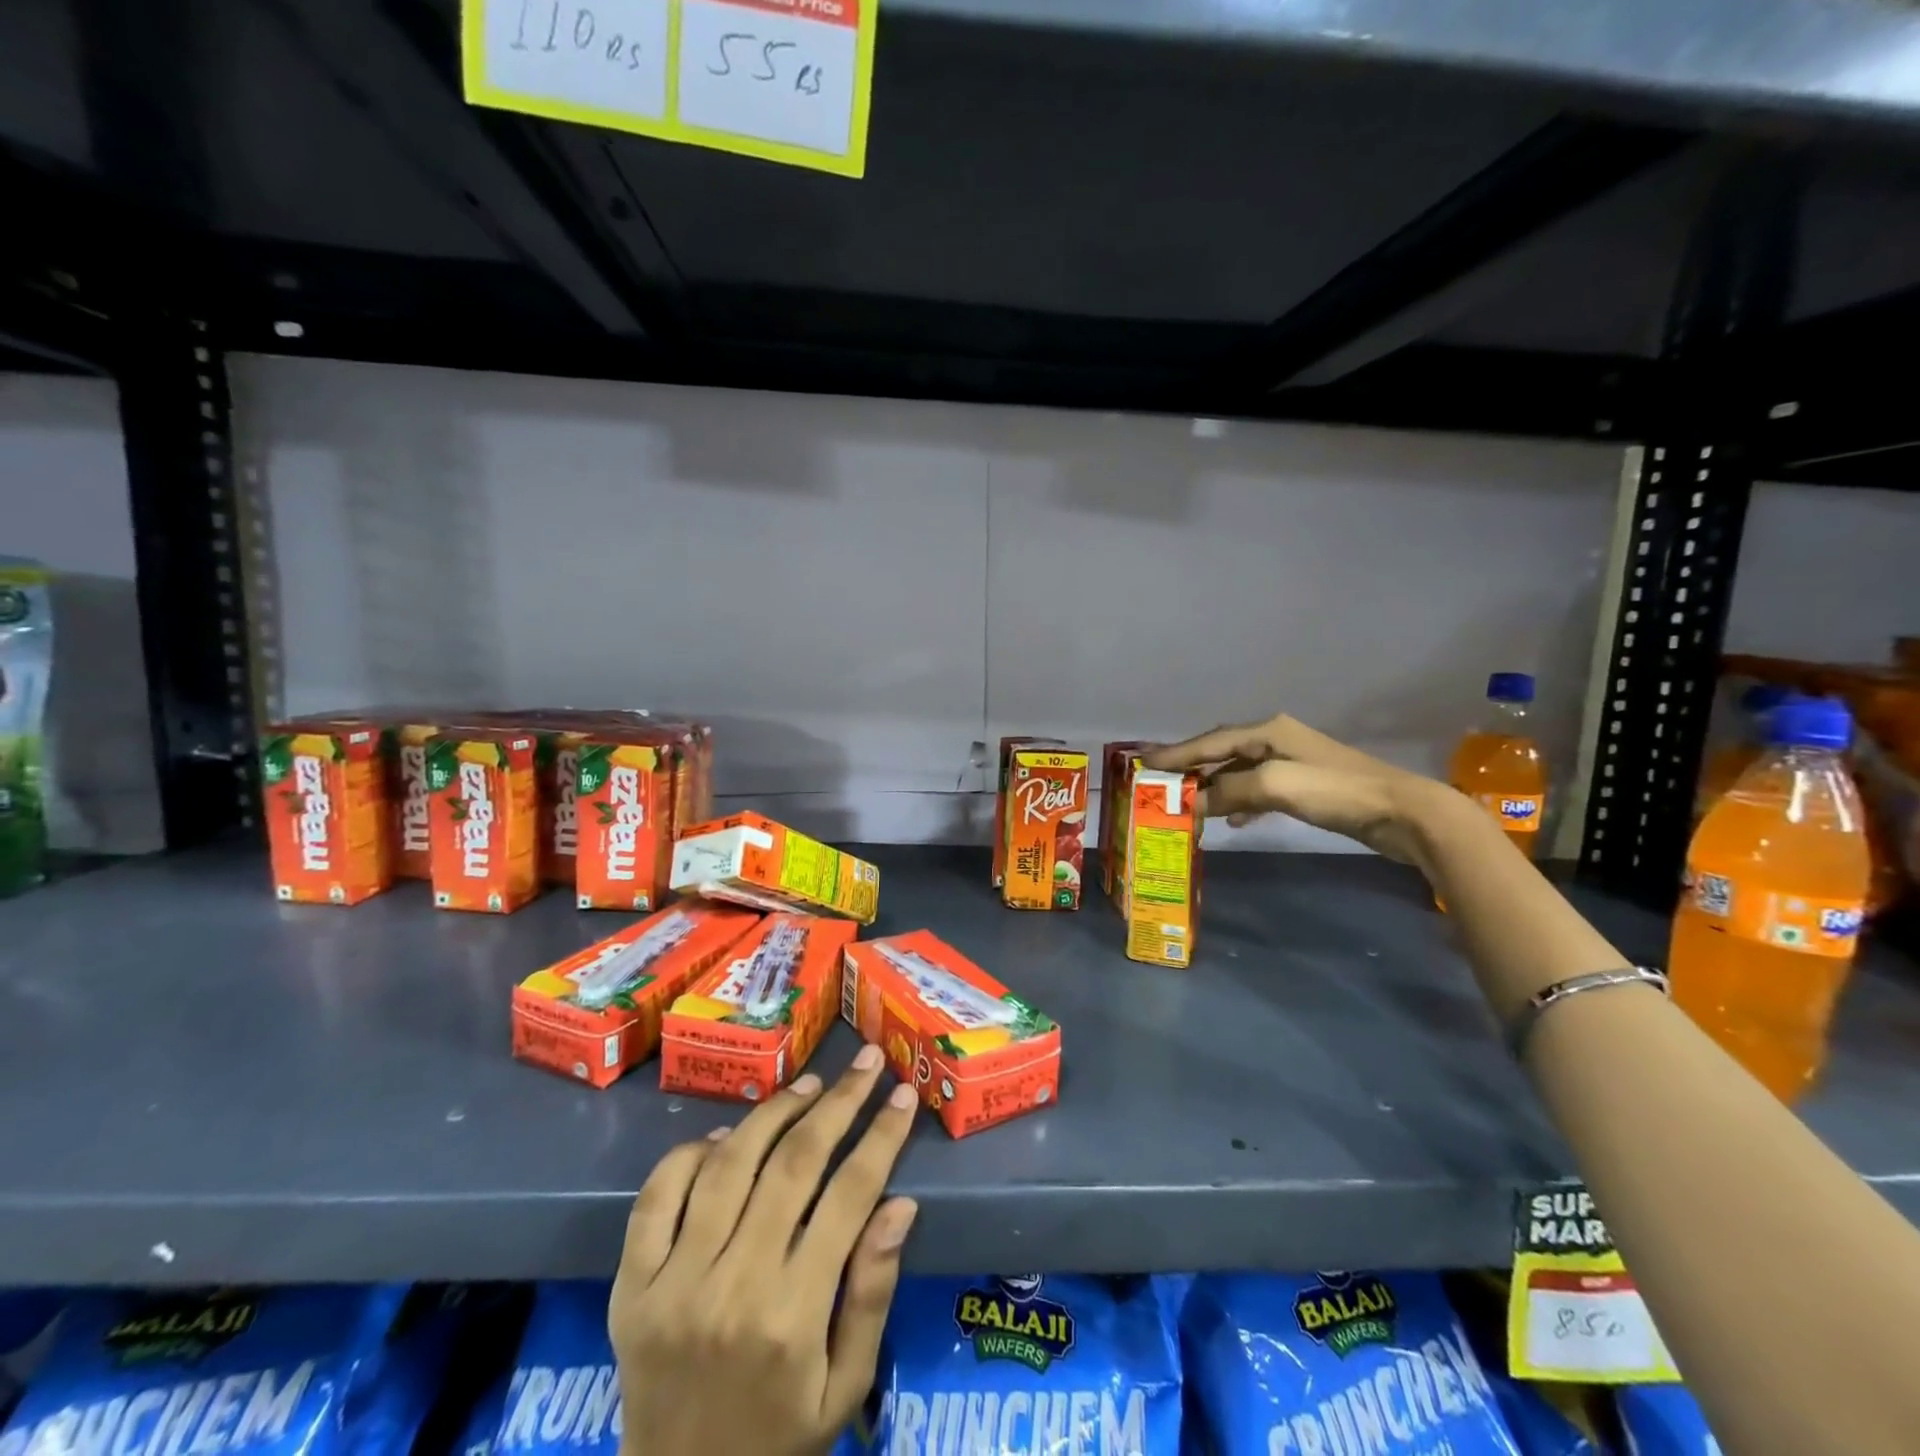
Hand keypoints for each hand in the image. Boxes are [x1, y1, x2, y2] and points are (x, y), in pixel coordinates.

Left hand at [610, 1046, 919, 1455]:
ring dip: (774, 1113)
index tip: (903, 1095)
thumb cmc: (779, 1439)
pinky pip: (659, 1194)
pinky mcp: (631, 1284)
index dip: (881, 1137)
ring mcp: (673, 1282)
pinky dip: (691, 1152)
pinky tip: (725, 1136)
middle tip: (866, 1064)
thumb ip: (873, 1292)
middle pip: (794, 1165)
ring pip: (730, 1164)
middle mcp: (733, 1287)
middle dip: (838, 1104)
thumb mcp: (845, 1386)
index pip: (849, 1197)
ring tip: (809, 1087)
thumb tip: (899, 1203)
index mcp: (792, 1317)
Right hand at [1143, 712, 1456, 864]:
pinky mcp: (1304, 786)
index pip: (1209, 740)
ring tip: (1188, 806)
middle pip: (1221, 752)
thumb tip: (1195, 802)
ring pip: (1238, 772)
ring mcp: (1291, 762)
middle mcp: (1275, 739)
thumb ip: (1229, 790)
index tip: (1143, 763)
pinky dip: (1239, 802)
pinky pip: (1257, 790)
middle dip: (1191, 768)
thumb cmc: (1335, 791)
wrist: (1402, 812)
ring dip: (1213, 788)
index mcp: (1267, 730)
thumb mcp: (1274, 786)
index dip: (1176, 753)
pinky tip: (1231, 819)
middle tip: (1160, 784)